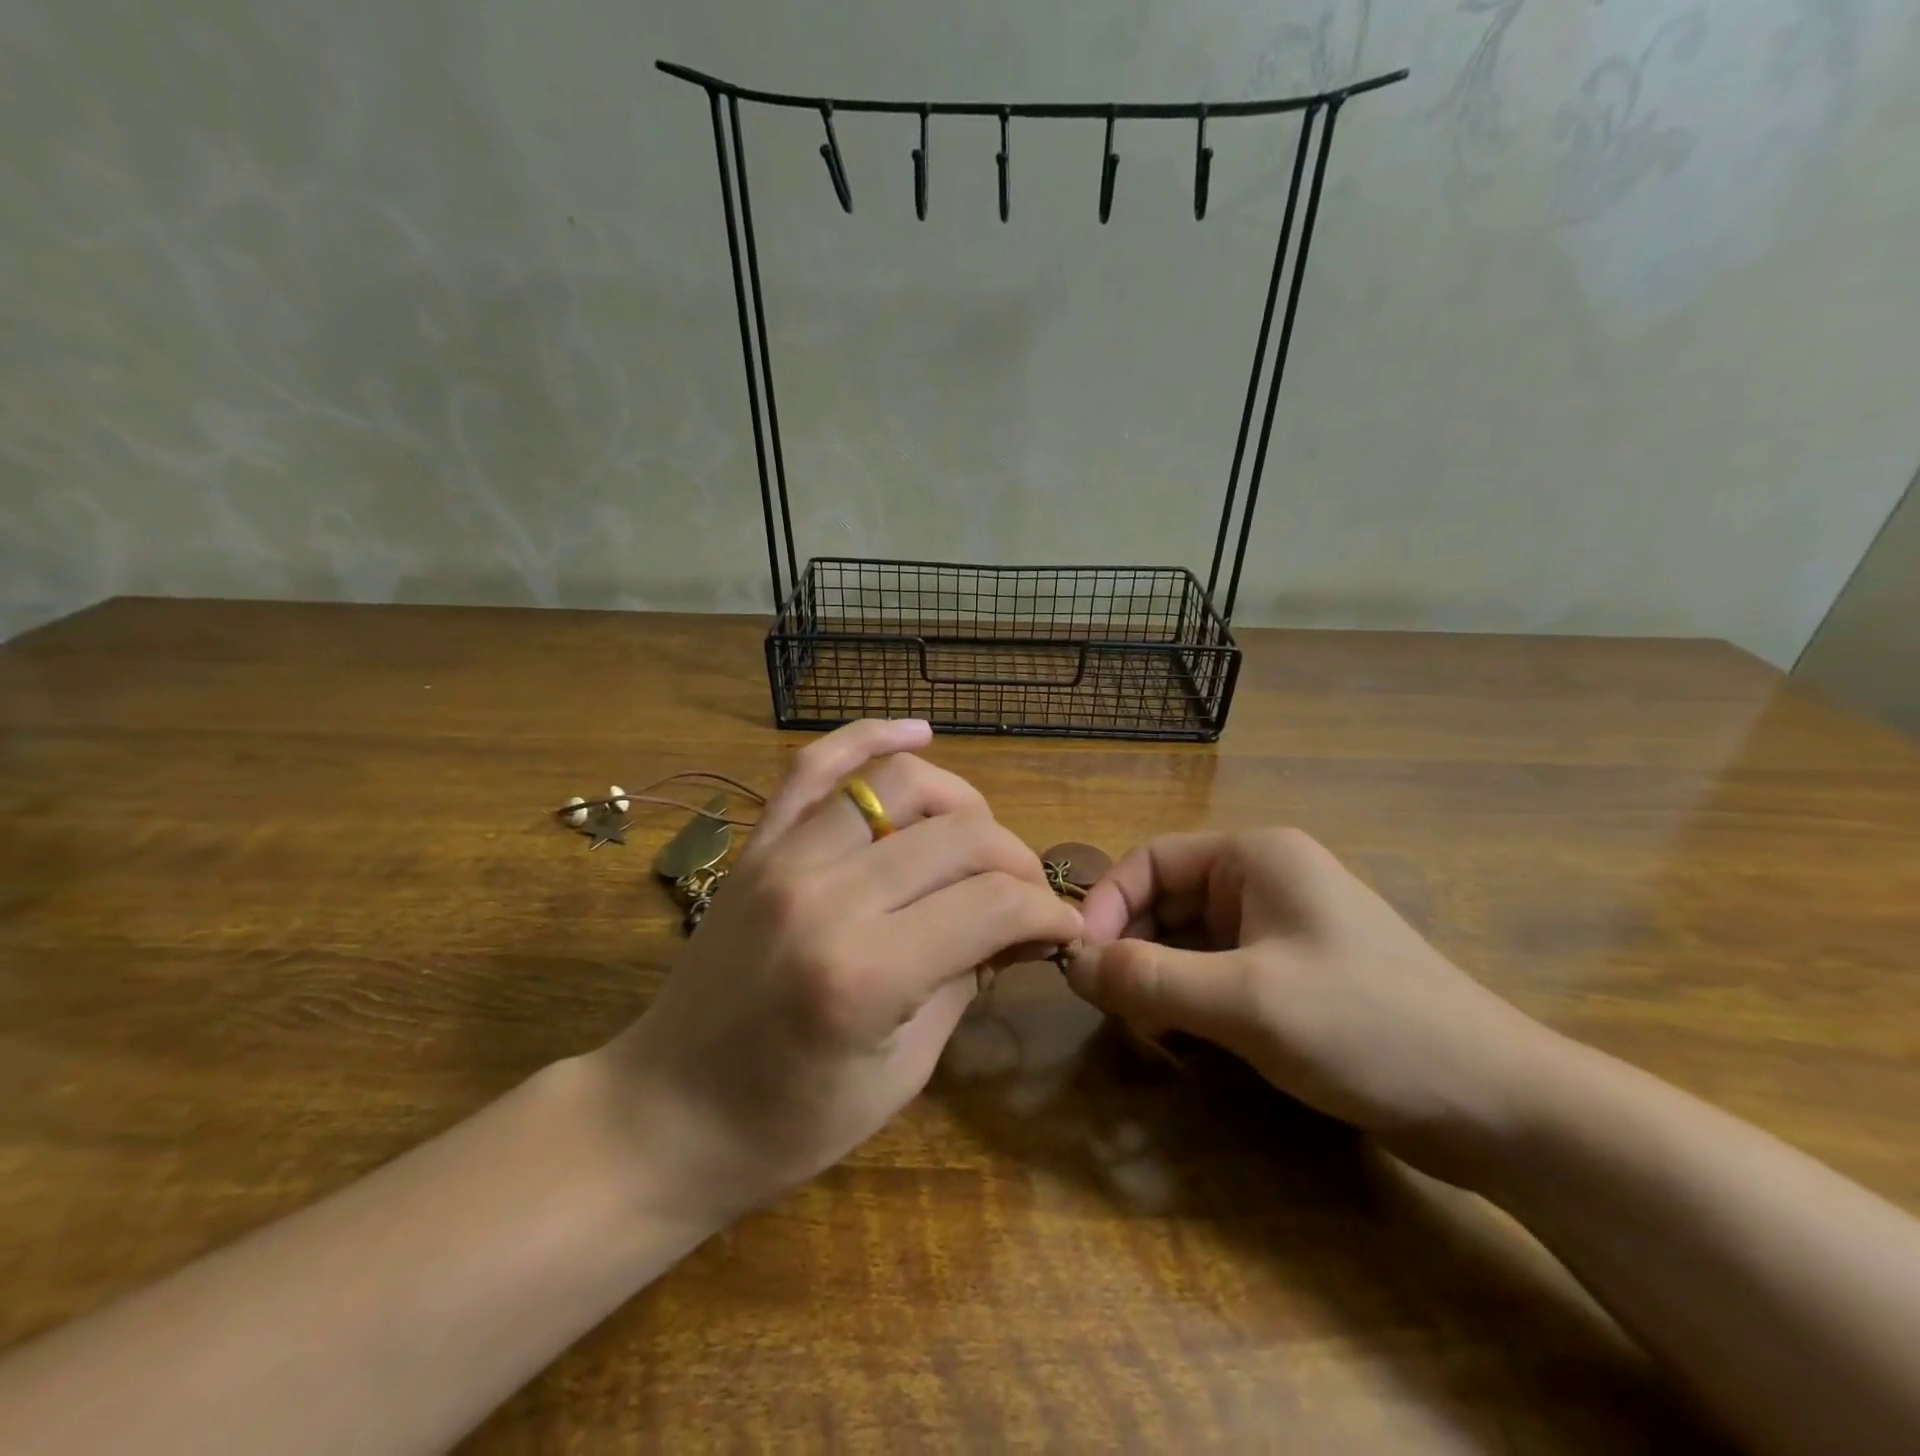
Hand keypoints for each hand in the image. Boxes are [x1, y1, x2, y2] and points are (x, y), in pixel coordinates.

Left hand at [599, 720, 1083, 1223]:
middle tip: (1028, 894)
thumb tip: (1016, 925)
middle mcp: (826, 895)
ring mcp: (782, 858)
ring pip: (898, 782)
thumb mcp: (903, 1073)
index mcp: (865, 972)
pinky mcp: (757, 845)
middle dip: (1015, 858)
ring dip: (961, 801)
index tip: (1063, 928)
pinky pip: (816, 766)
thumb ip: (964, 982)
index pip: (992, 902)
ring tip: (979, 838)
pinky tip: (918, 733)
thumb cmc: (788, 1123)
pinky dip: (870, 736)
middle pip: (958, 834)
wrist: (664, 1115)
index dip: (1046, 910)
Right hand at [1065, 828, 1560, 1178]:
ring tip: (1145, 1032)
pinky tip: (1185, 1043)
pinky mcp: (1294, 977)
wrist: (1500, 1107)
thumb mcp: (1245, 1001)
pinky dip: (1190, 1003)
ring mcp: (1282, 930)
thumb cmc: (1366, 1027)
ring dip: (1158, 982)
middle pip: (1166, 903)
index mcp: (1256, 858)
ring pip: (1189, 943)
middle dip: (1132, 951)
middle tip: (1110, 1010)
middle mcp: (1265, 882)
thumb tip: (1073, 965)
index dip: (1109, 906)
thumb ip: (1149, 979)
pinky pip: (1218, 975)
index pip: (1151, 861)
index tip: (1082, 964)